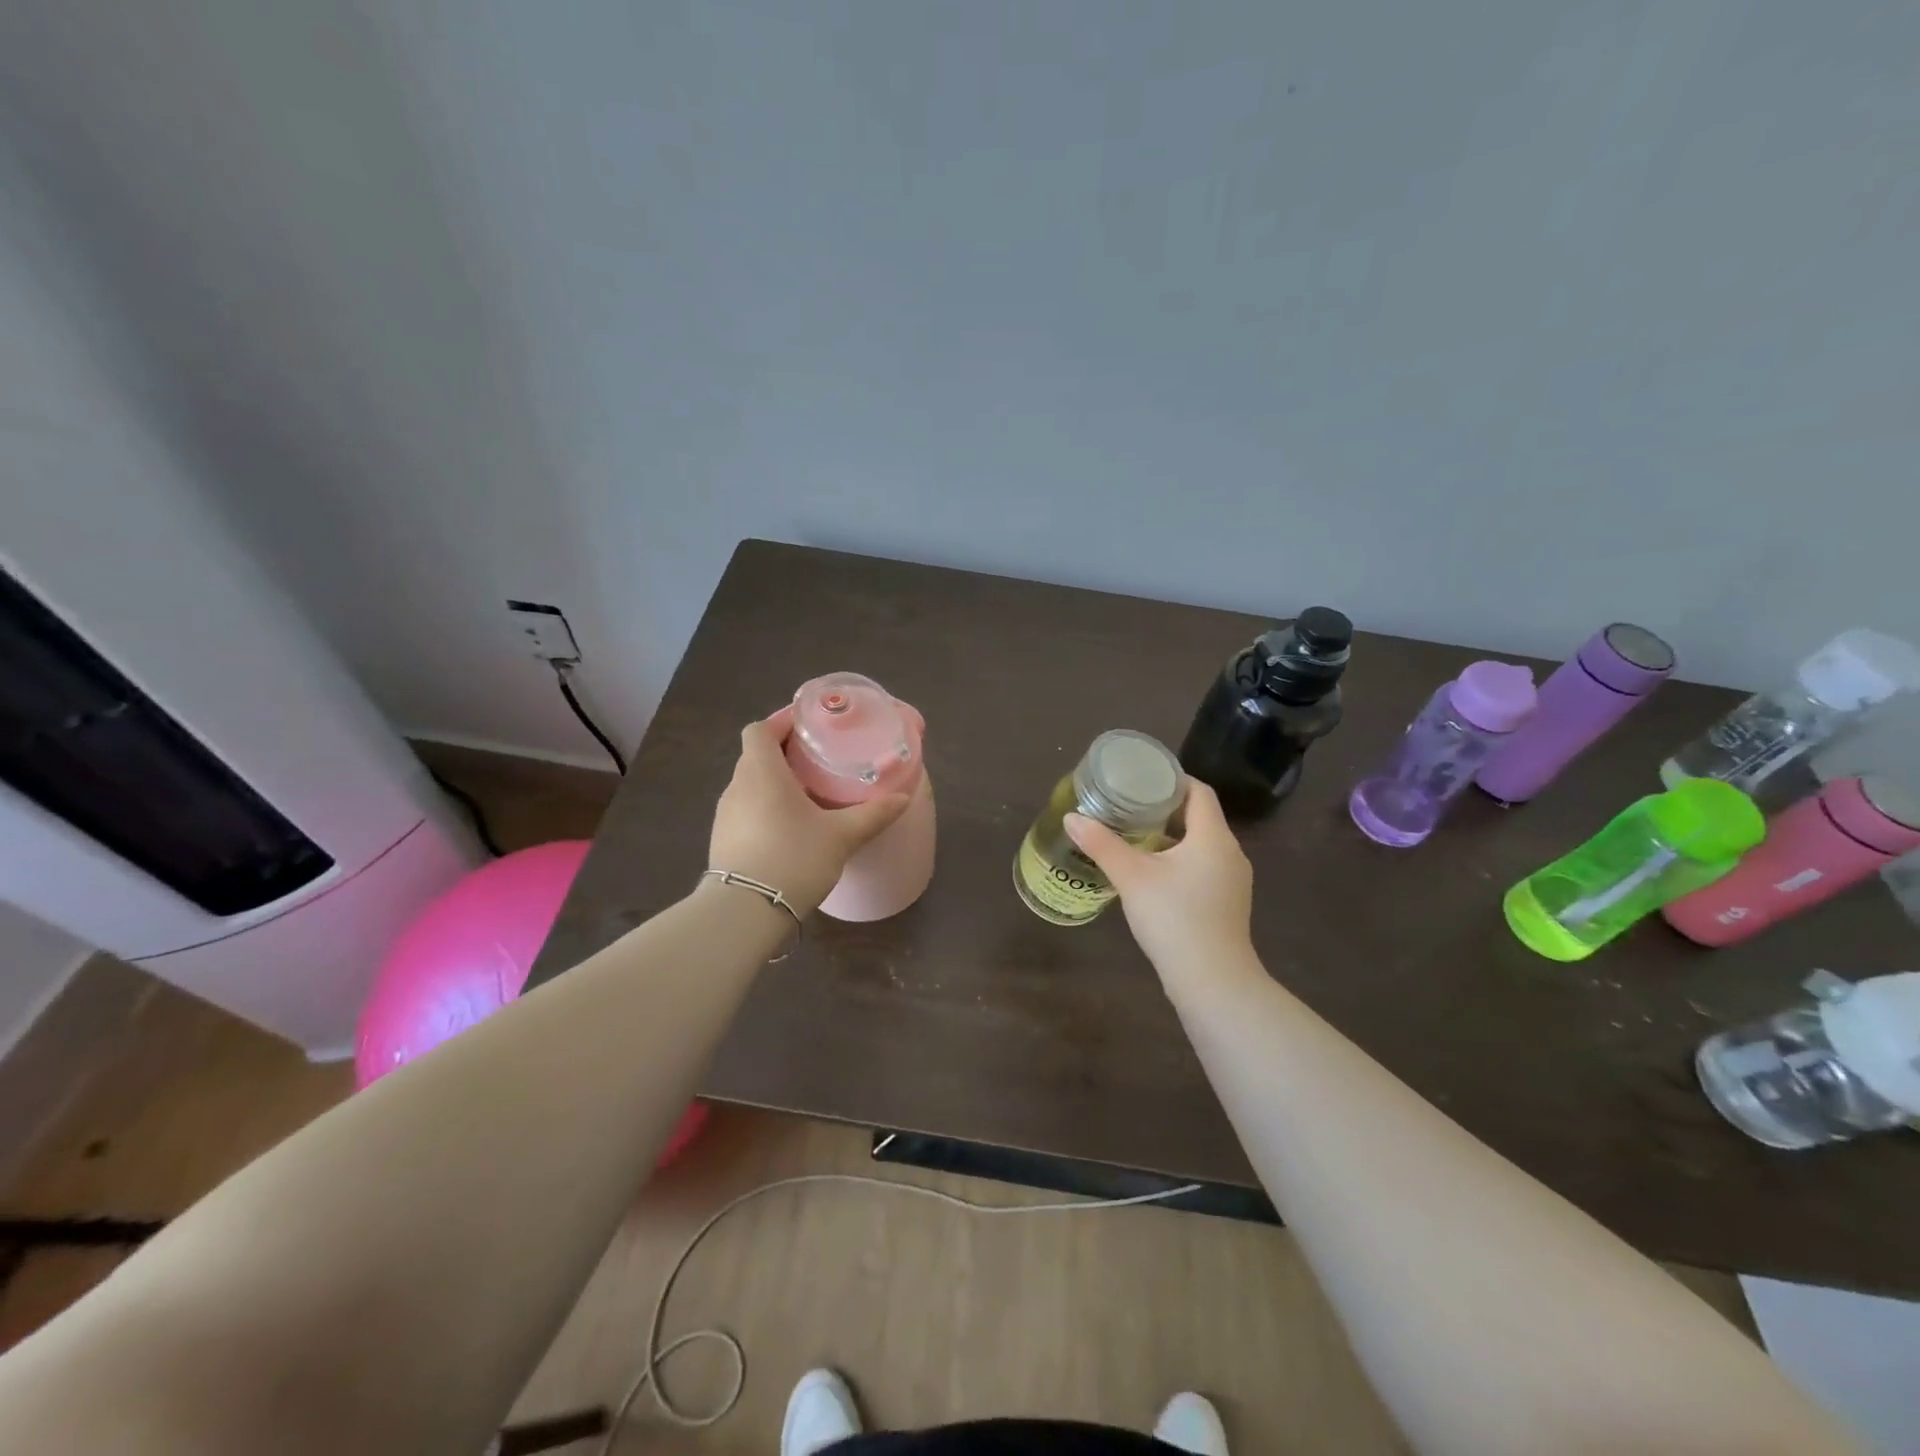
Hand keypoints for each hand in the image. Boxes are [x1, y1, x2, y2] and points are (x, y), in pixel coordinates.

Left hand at [709, 707, 911, 914]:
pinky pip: (745, 810)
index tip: (809, 727)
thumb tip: (903, 797)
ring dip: (774, 783)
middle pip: (756, 755)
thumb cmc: (793, 858)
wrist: (745, 912)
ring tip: (807, 794)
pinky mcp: (722, 840)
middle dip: (784, 753)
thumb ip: (873, 814)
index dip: (781, 722)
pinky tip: (789, 828)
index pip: (760, 729)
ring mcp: (725, 815)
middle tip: (818, 760)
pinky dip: (765, 808)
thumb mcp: (841, 836)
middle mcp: (737, 786)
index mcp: (762, 772)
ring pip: (750, 784)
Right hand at [1065, 778, 1255, 988]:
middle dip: (1165, 809)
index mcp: (1213, 837)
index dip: (1173, 780)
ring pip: (1201, 845)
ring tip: (1134, 836)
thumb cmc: (1175, 919)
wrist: (1213, 982)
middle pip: (1200, 817)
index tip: (1142, 778)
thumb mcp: (1132, 877)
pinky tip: (1151, 874)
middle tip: (1129, 805)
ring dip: (1171, 837)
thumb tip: (1071, 818)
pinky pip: (1203, 867)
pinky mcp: (1227, 903)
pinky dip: (1179, 860)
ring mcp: (1233, 881)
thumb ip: (1102, 844)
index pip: (1199, 792)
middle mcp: (1230, 853)